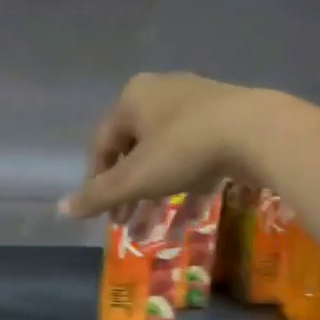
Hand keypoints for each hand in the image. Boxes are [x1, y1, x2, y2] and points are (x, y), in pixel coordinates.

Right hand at [59, 72, 275, 218]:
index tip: (101, 213)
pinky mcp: (226, 120)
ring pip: (166, 156)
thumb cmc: (184, 149)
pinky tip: (188, 218)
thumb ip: (98, 195)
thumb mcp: (135, 178)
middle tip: (124, 222)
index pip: (102, 143)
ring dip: (156, 194)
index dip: (96, 181)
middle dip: (129, 191)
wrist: (258, 131)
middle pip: (134, 149)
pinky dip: (187, 186)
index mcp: (133, 97)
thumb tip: (61, 209)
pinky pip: (195, 157)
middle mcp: (161, 92)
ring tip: (152, 227)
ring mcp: (197, 104)